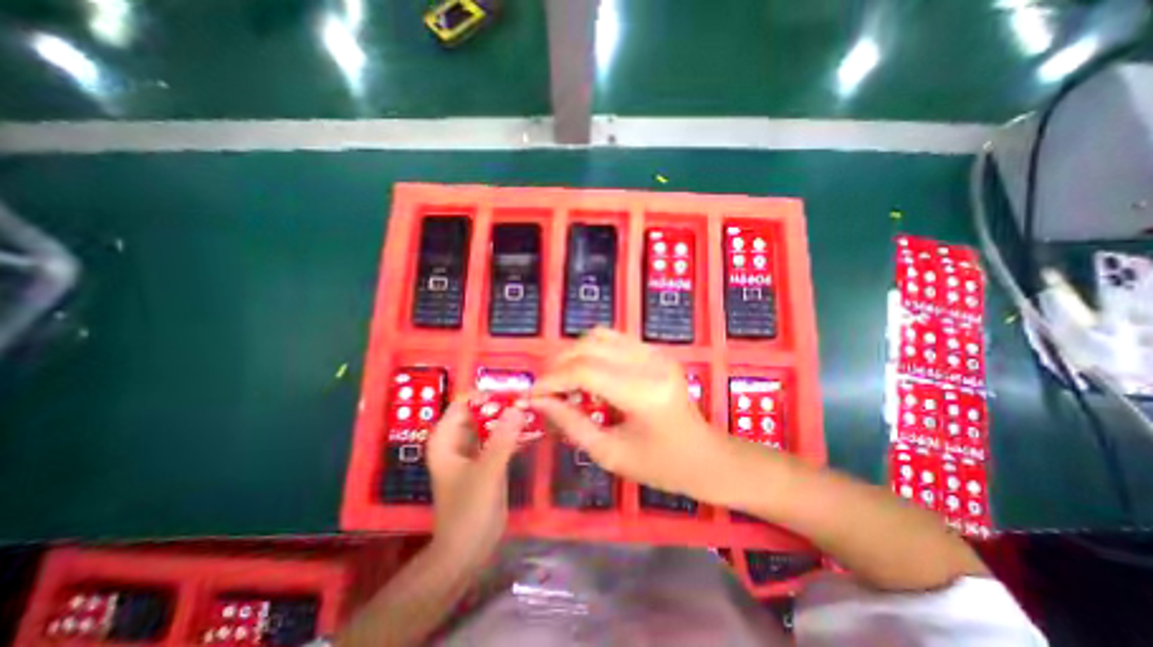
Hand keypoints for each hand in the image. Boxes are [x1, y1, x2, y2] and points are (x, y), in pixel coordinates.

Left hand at [425, 397, 524, 569]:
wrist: (467, 552)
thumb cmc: (469, 511)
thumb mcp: (487, 472)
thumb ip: (503, 439)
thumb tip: (518, 406)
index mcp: (446, 438)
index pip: (464, 402)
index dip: (487, 394)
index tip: (513, 394)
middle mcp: (457, 439)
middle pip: (480, 410)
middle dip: (503, 404)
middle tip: (529, 401)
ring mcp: (473, 450)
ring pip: (492, 423)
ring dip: (510, 417)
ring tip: (534, 410)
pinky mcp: (487, 461)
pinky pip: (500, 438)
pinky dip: (513, 433)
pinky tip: (533, 429)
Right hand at [531, 327, 727, 499]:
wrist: (705, 456)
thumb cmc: (660, 466)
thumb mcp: (609, 453)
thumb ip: (571, 423)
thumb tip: (539, 401)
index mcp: (644, 393)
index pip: (586, 371)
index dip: (553, 379)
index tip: (532, 393)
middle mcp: (651, 363)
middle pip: (590, 347)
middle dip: (560, 364)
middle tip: (546, 387)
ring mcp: (656, 353)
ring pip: (600, 336)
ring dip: (575, 353)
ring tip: (564, 378)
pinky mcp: (656, 351)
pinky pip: (614, 339)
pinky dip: (593, 351)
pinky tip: (587, 372)